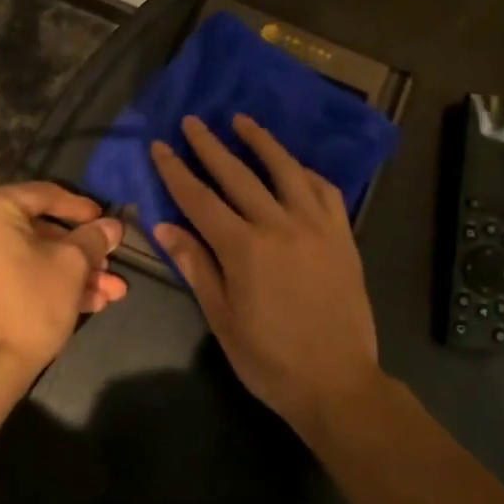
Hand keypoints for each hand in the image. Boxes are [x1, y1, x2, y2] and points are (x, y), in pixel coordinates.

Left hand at [0, 183, 128, 389]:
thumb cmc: (30, 303)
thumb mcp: (72, 265)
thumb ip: (93, 239)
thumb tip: (112, 226)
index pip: (44, 195)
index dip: (81, 209)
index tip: (106, 223)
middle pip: (38, 229)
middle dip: (81, 252)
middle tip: (111, 264)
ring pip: (30, 255)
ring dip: (72, 272)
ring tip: (112, 292)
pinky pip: (13, 271)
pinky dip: (46, 281)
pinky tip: (89, 303)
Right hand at [150, 115, 382, 433]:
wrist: (338, 382)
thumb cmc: (270, 359)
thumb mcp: (222, 318)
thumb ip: (196, 266)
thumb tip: (164, 226)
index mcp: (244, 248)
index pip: (199, 199)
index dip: (176, 171)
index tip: (161, 145)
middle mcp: (280, 225)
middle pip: (238, 174)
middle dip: (210, 145)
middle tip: (193, 120)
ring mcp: (317, 226)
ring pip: (285, 171)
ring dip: (261, 142)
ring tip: (242, 121)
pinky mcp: (342, 235)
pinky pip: (324, 190)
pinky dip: (303, 172)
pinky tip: (292, 166)